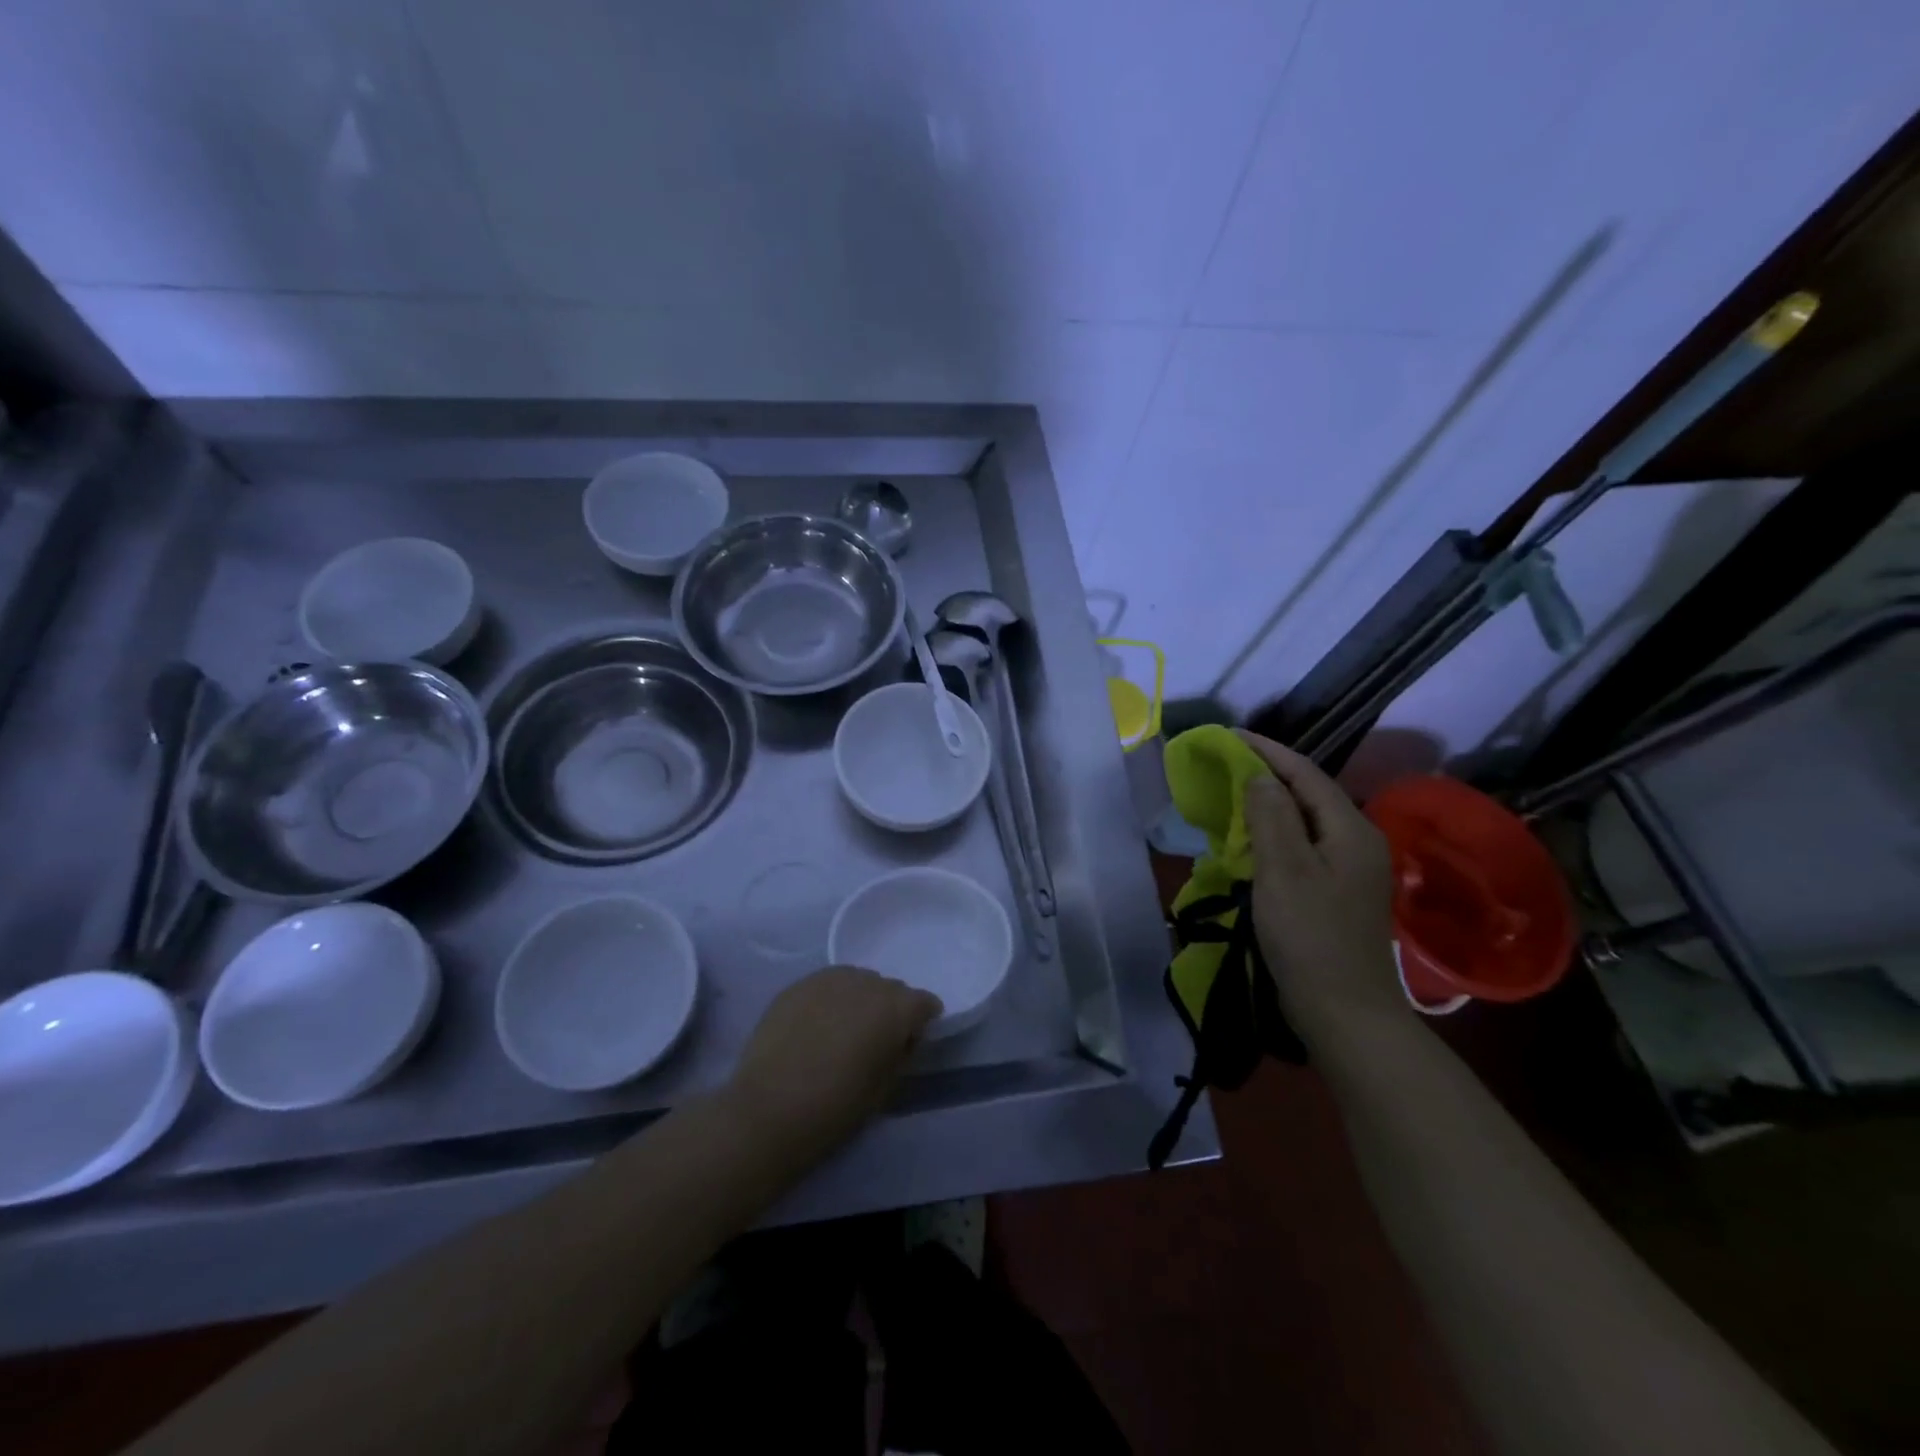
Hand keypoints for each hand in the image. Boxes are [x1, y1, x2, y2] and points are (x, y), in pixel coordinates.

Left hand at [725, 966, 940, 1159]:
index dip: (921, 1023)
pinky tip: (815, 1027)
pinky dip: (829, 1001)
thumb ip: (901, 1052)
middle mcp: (867, 982)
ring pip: (857, 981)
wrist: (768, 1110)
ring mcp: (829, 978)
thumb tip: (902, 1036)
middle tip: (874, 1041)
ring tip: (842, 1030)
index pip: (924, 1003)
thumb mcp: (885, 1087)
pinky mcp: (797, 984)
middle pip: (890, 988)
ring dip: (858, 1000)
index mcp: (896, 1008)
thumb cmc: (835, 1108)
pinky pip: (826, 985)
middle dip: (889, 1009)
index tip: (909, 1044)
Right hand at [1238, 732, 1403, 1041]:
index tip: (1228, 735)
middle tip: (1224, 763)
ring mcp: (1351, 869)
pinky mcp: (1338, 892)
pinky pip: (1303, 846)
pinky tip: (1252, 840)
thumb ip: (1270, 814)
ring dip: (1269, 803)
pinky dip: (1275, 833)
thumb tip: (1258, 775)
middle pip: (1308, 793)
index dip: (1266, 750)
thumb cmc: (1309, 936)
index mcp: (1350, 829)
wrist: (1343, 1011)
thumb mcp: (1283, 869)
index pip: (1305, 773)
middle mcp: (1358, 841)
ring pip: (1305, 821)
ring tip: (1232, 793)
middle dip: (1267, 773)